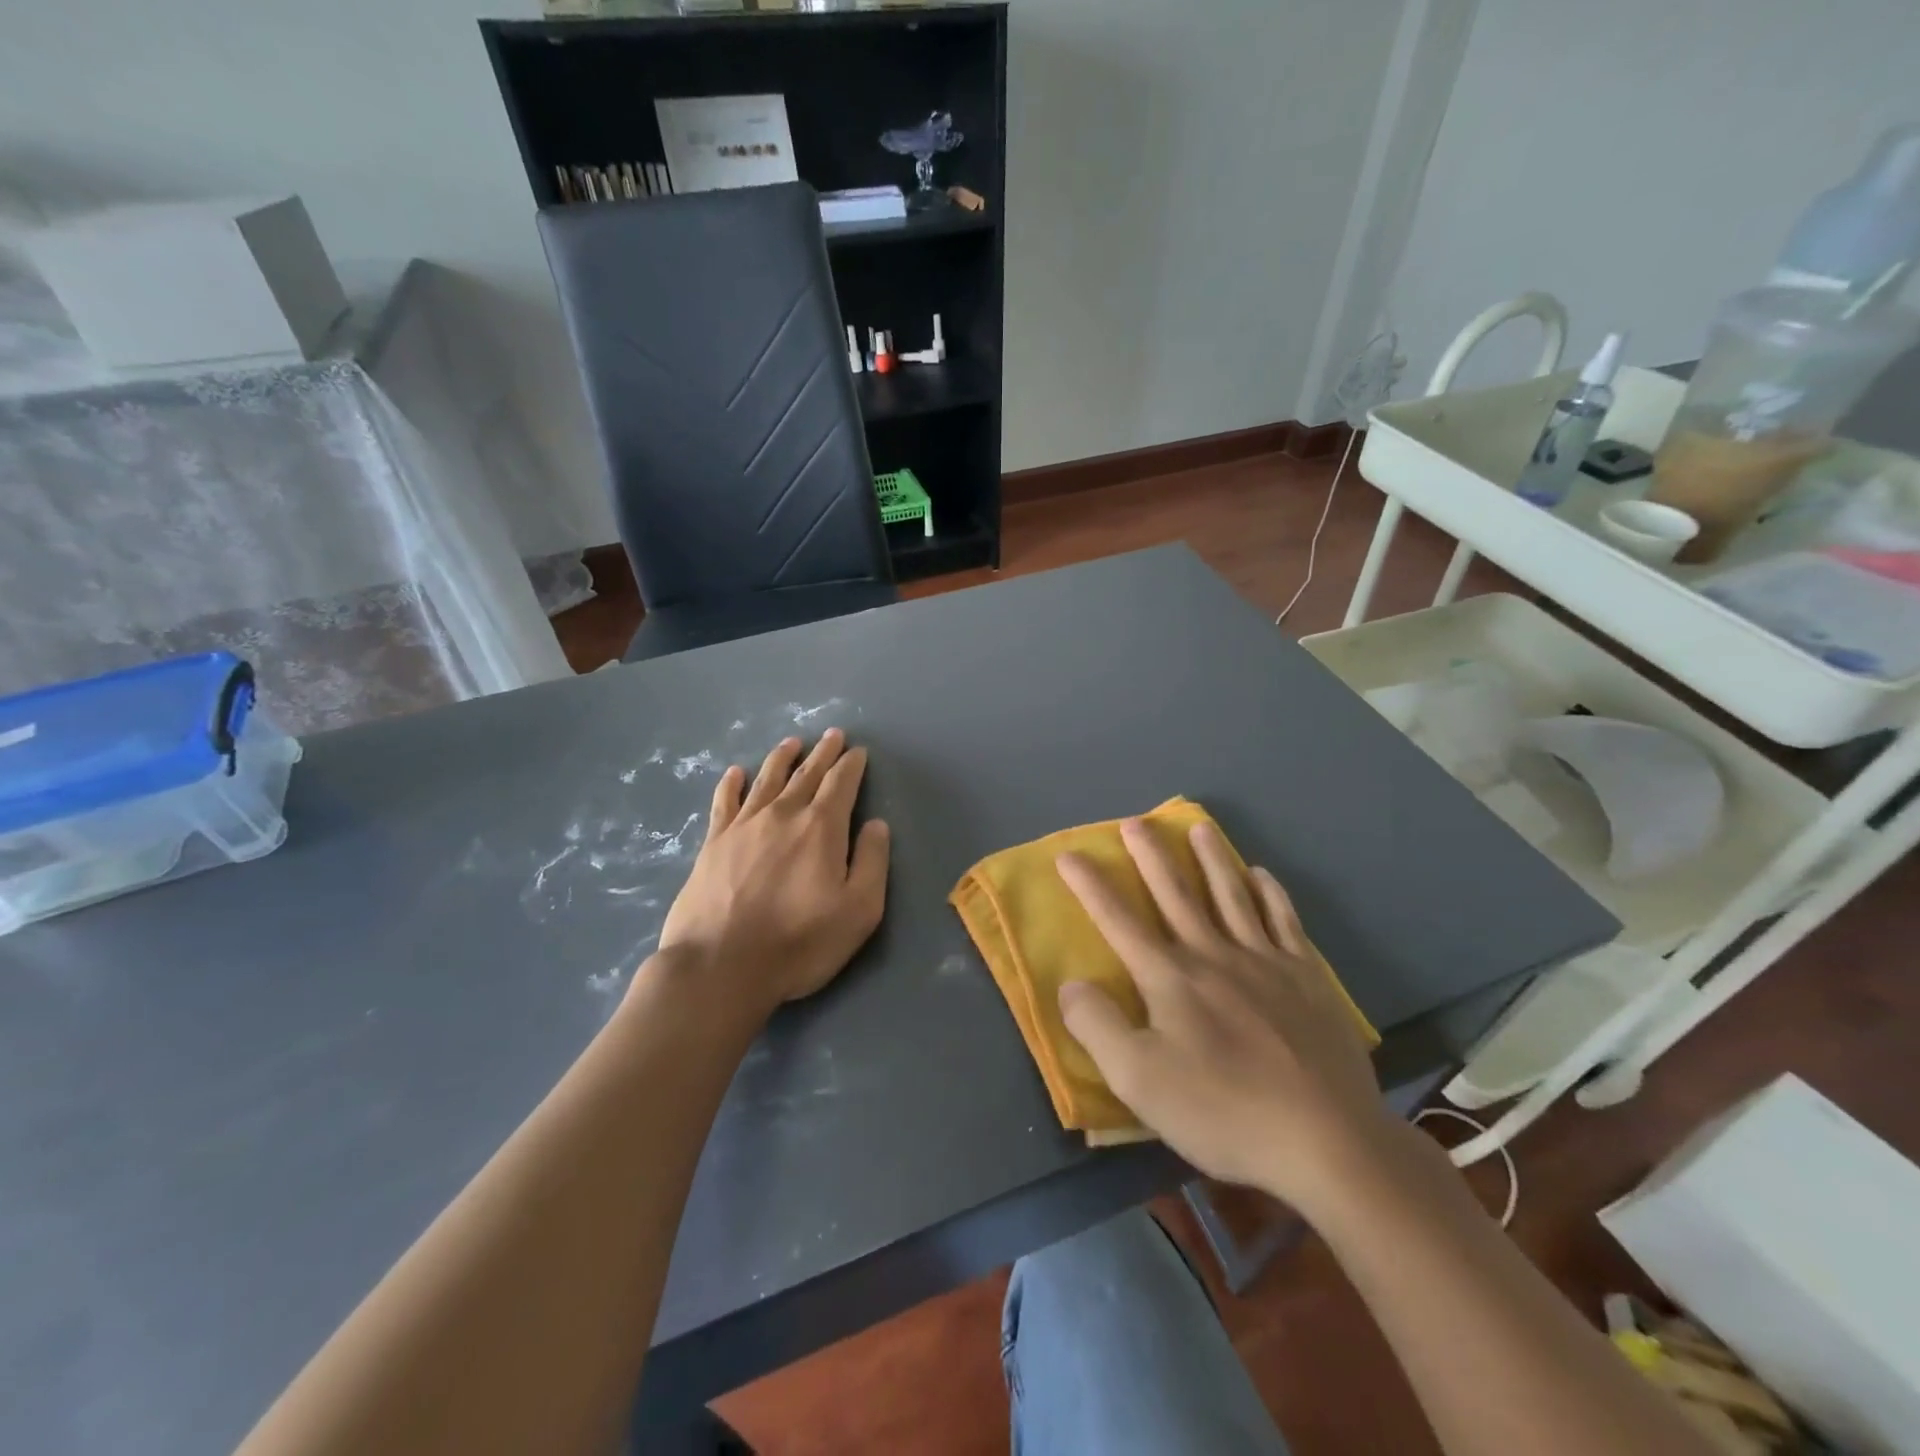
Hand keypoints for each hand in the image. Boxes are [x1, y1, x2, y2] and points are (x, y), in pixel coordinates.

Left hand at [652, 729, 889, 1015]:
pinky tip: (736, 773)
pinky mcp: (713, 843)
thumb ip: (872, 862)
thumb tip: (876, 824)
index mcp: (821, 828)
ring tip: (791, 743)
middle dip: (822, 753)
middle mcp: (783, 815)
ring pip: (767, 780)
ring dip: (782, 758)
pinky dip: (732, 784)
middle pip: (806, 775)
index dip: (851, 765)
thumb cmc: (799, 942)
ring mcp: (743, 826)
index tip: (858, 751)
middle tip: (832, 734)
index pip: (841, 784)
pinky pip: (724, 802)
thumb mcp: (859, 910)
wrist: (720, 966)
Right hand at [1056, 818, 1393, 1213]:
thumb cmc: (1223, 1111)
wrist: (1327, 1140)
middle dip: (1151, 856)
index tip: (1069, 854)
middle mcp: (1214, 955)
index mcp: (1170, 978)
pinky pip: (1284, 920)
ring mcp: (1265, 962)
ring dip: (1212, 858)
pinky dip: (1270, 893)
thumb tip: (1071, 984)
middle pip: (1176, 893)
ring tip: (1199, 828)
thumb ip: (1097, 1027)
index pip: (1118, 921)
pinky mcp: (1307, 978)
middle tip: (1136, 822)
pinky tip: (1262, 875)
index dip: (1090, 886)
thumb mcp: (1139, 1081)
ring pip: (1231, 895)